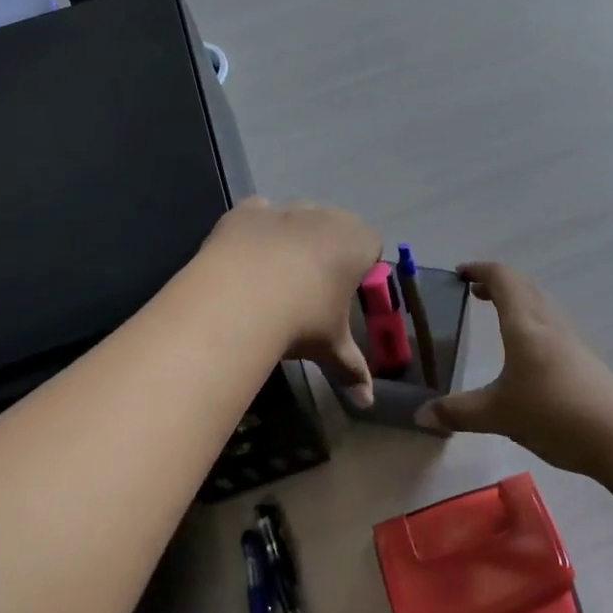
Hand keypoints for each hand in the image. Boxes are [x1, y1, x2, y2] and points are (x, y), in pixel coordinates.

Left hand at [200, 198, 381, 406]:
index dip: (361, 266)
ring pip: (297, 217)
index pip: (372, 245)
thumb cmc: (302, 320)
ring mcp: (285, 209)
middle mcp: (326, 216)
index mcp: (357, 243)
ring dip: (292, 237)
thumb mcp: (331, 347)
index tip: (345, 292)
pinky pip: (258, 213)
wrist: (240, 299)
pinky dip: (256, 230)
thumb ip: (352, 370)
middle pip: (335, 226)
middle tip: (311, 287)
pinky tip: (246, 257)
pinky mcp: (247, 211)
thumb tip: (367, 403)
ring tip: (275, 276)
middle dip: (327, 249)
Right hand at [419, 263, 612, 474]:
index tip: (460, 273)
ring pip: (539, 305)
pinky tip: (525, 352)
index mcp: (524, 323)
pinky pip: (550, 326)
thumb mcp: (497, 414)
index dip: (480, 270)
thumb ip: (459, 412)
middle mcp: (548, 322)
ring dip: (516, 301)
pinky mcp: (582, 359)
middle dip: (497, 283)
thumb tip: (421, 415)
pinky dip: (530, 323)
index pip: (502, 278)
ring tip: (497, 316)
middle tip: (474, 292)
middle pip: (523, 286)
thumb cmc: (553, 412)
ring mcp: (569, 340)